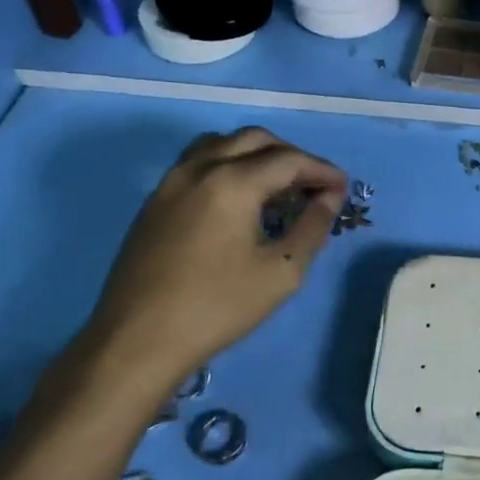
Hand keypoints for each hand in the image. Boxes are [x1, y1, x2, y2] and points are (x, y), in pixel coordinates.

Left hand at [76, 127, 346, 404]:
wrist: (137, 341)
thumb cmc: (217, 307)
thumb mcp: (280, 272)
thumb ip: (312, 227)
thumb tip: (329, 198)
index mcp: (233, 182)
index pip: (289, 160)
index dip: (322, 170)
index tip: (343, 189)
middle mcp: (200, 168)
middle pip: (255, 139)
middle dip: (291, 156)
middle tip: (313, 185)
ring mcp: (171, 181)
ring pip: (221, 143)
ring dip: (256, 154)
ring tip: (276, 185)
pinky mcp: (154, 201)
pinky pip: (198, 162)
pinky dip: (228, 164)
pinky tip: (239, 199)